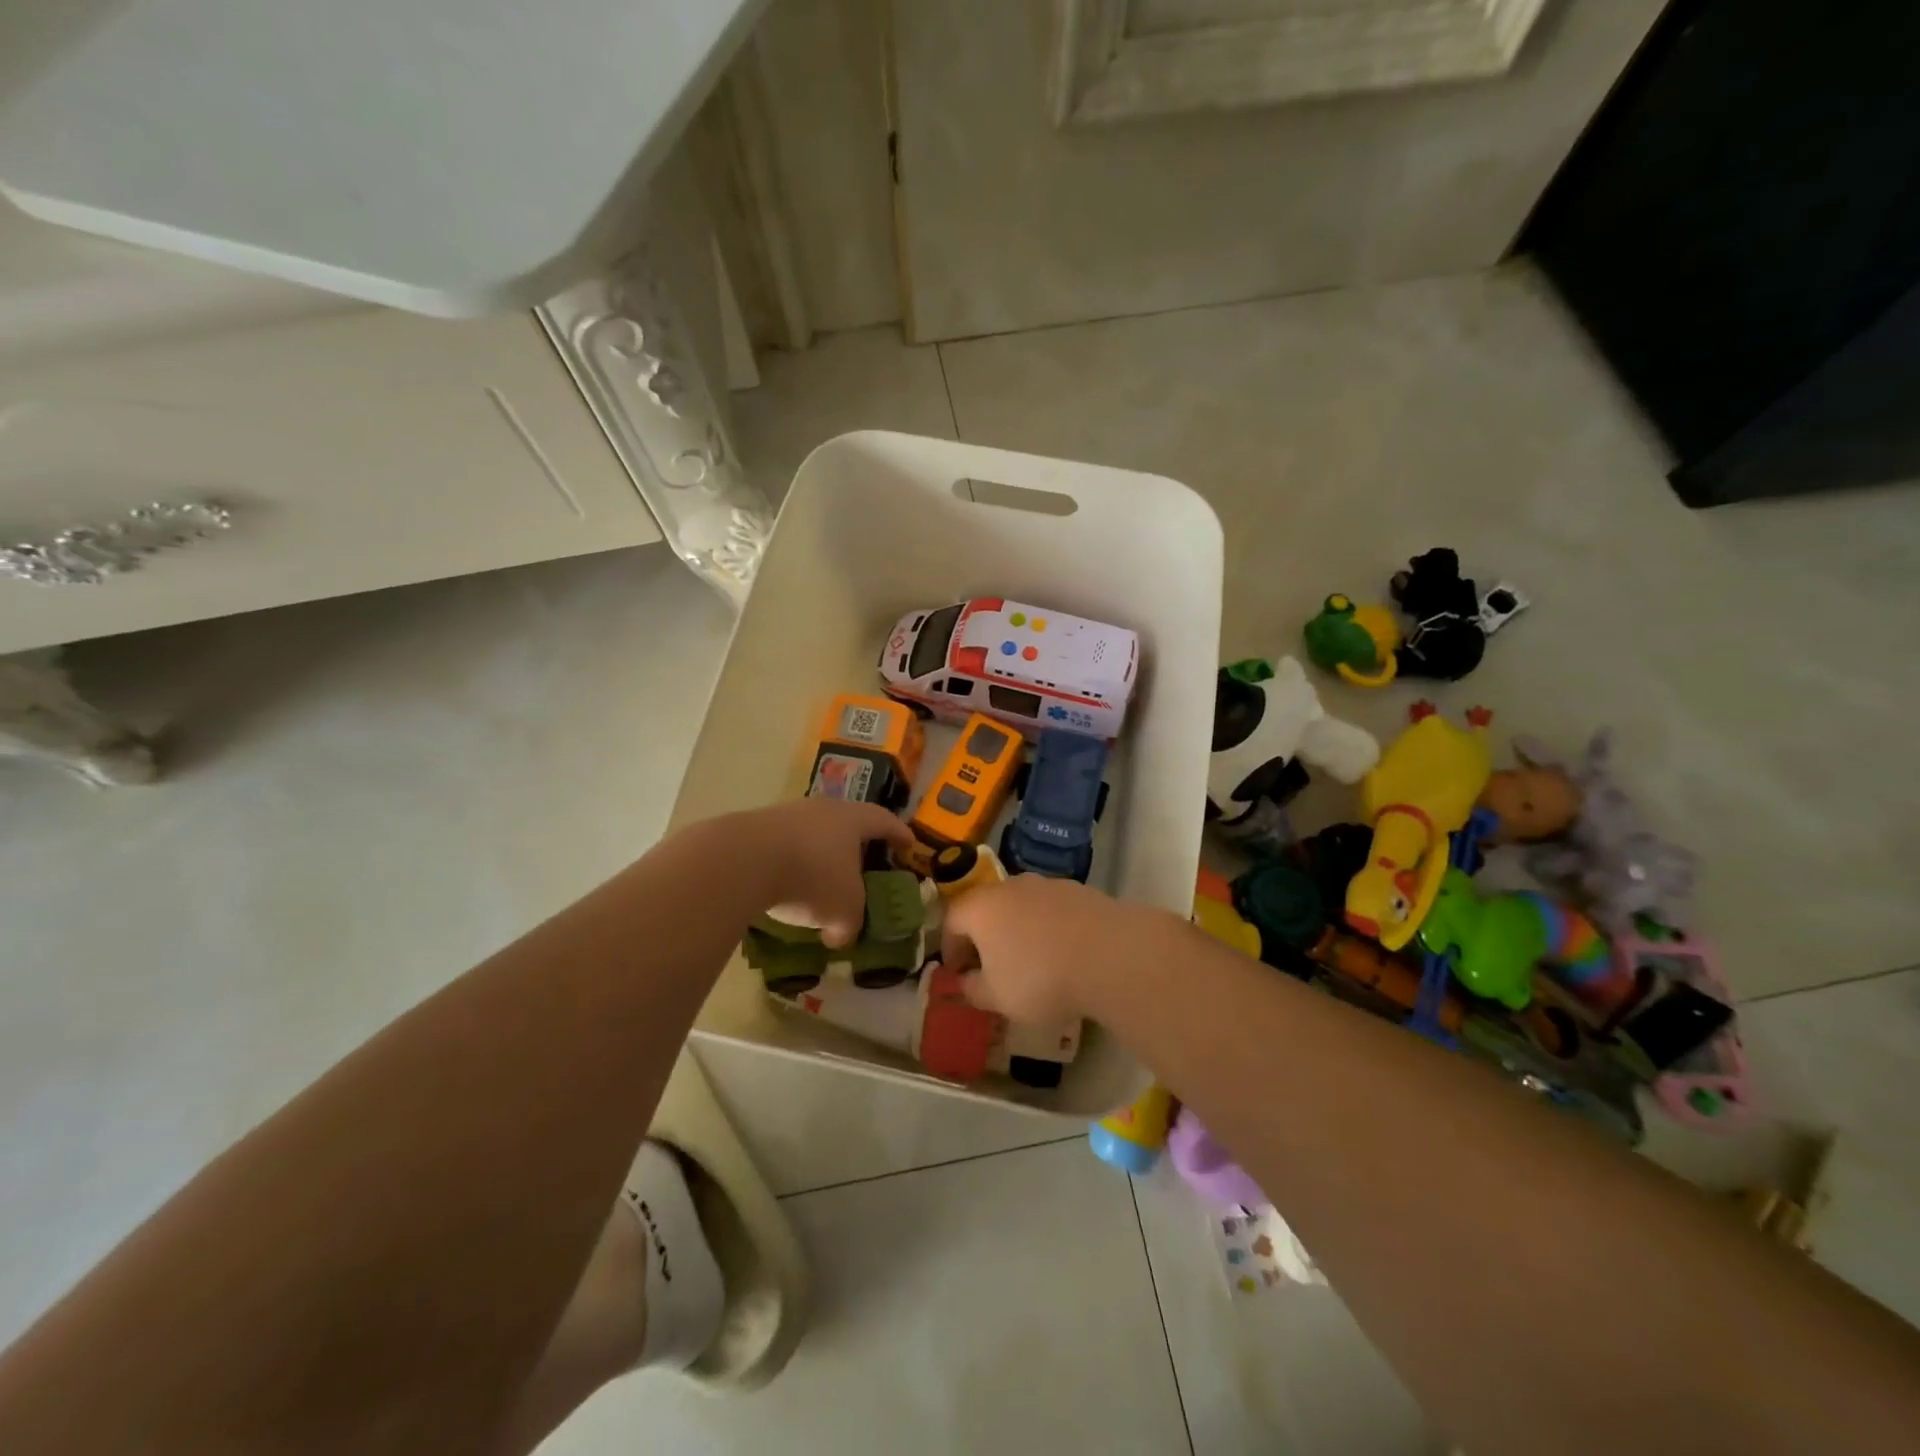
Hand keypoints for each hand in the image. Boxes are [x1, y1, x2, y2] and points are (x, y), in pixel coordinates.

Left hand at [733, 798, 916, 946]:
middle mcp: (822, 809)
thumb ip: (849, 924)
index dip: (899, 834)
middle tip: (863, 864)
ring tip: (820, 882)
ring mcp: (786, 815)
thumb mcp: (843, 910)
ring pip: (812, 835)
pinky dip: (791, 865)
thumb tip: (840, 935)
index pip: (884, 821)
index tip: (909, 845)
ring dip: (819, 856)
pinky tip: (785, 887)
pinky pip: (783, 847)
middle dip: (856, 845)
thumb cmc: (812, 877)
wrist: (743, 859)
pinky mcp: (755, 829)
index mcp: (853, 819)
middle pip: (846, 823)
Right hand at [939, 875, 1171, 1025]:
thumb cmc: (1040, 978)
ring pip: (1021, 906)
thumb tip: (966, 982)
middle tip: (991, 967)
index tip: (958, 973)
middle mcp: (1010, 886)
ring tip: (1031, 961)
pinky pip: (1052, 909)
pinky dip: (1049, 927)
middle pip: (987, 907)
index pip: (952, 919)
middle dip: (984, 936)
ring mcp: (1048, 884)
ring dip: (1018, 929)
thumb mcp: (998, 998)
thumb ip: (973, 990)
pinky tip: (1064, 954)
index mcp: (981, 907)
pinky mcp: (1080, 890)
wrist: (1112, 955)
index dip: (950, 947)